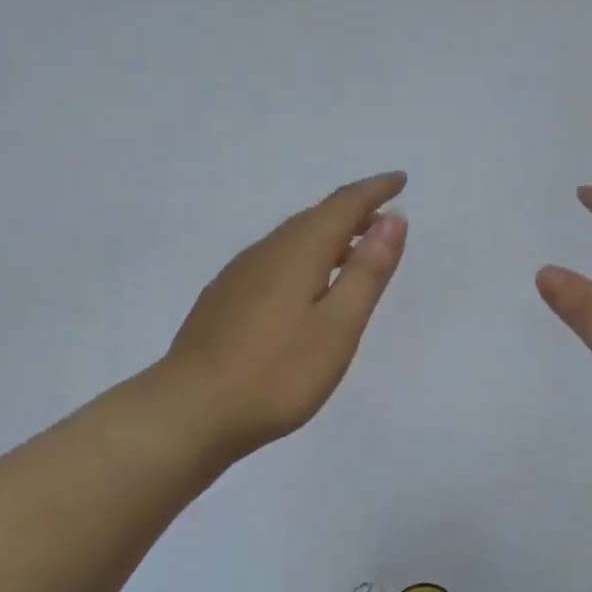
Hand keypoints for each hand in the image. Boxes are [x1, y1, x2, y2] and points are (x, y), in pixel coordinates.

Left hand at [158, 171, 407, 464]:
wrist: (190, 411)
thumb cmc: (277, 374)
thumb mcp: (338, 326)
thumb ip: (366, 272)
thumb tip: (393, 220)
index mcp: (297, 252)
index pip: (343, 205)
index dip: (375, 190)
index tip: (401, 180)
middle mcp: (265, 252)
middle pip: (314, 218)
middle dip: (352, 211)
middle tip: (383, 218)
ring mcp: (238, 276)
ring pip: (291, 240)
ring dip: (327, 236)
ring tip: (352, 251)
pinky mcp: (223, 300)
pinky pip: (273, 261)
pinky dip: (302, 258)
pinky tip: (304, 286)